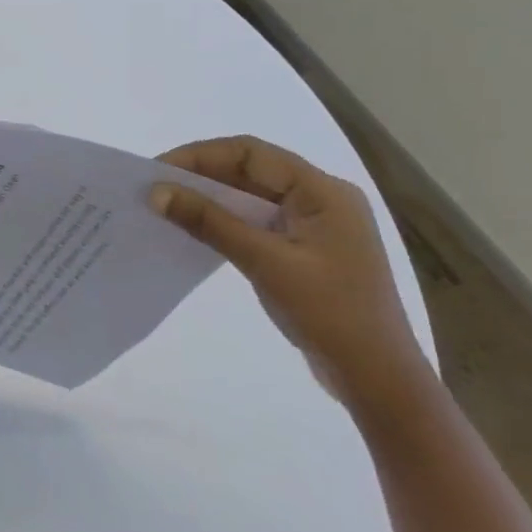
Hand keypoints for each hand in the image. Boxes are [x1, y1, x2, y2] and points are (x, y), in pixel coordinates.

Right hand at [148, 136, 429, 414]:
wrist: (377, 379)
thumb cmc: (330, 313)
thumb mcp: (265, 262)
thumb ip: (210, 222)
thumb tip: (155, 191)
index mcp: (323, 191)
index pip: (251, 153)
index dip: (200, 155)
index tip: (157, 170)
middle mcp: (321, 199)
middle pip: (251, 170)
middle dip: (201, 174)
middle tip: (153, 187)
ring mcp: (313, 225)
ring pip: (251, 195)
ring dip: (210, 198)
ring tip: (166, 206)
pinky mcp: (303, 250)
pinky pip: (256, 221)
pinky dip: (224, 220)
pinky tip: (195, 230)